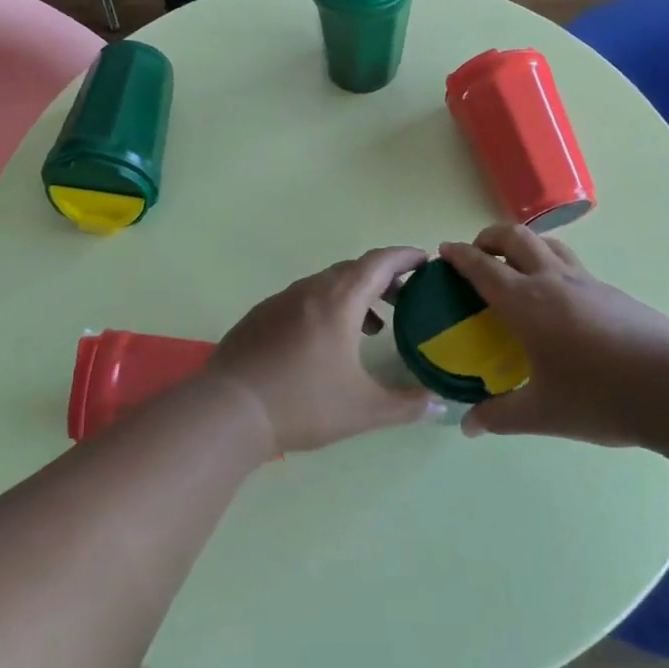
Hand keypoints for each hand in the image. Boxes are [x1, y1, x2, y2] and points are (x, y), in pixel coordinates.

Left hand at [209, 247, 438, 453]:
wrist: (229, 410)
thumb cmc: (302, 404)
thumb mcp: (363, 410)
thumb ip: (406, 406)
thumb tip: (439, 405)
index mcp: (339, 301)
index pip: (379, 262)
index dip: (405, 257)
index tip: (425, 260)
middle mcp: (310, 290)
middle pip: (354, 269)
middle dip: (383, 278)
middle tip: (405, 298)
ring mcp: (281, 300)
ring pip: (326, 284)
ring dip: (354, 295)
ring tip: (372, 327)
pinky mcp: (260, 315)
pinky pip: (303, 298)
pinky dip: (326, 306)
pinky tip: (325, 341)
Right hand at [440, 225, 668, 446]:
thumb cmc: (601, 398)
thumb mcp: (543, 414)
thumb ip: (500, 416)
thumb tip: (468, 426)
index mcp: (527, 304)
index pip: (483, 267)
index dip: (459, 255)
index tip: (444, 250)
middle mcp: (553, 281)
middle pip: (515, 237)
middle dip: (490, 237)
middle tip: (478, 253)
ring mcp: (588, 282)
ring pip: (548, 243)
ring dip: (524, 244)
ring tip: (516, 266)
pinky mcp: (613, 292)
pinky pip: (572, 264)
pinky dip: (552, 264)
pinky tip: (559, 299)